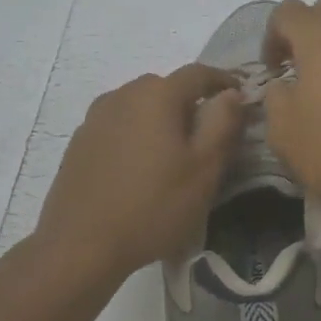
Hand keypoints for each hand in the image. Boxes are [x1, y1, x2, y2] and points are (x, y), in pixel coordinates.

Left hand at [31, 64, 244, 286]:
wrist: (80, 246)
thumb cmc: (153, 205)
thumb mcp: (205, 168)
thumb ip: (223, 123)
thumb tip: (232, 94)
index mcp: (157, 94)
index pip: (199, 73)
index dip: (224, 81)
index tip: (241, 97)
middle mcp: (123, 94)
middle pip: (166, 87)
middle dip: (191, 103)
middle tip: (208, 134)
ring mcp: (96, 117)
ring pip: (139, 106)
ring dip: (160, 119)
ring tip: (173, 152)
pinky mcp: (79, 142)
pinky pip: (118, 125)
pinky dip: (136, 134)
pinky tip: (139, 167)